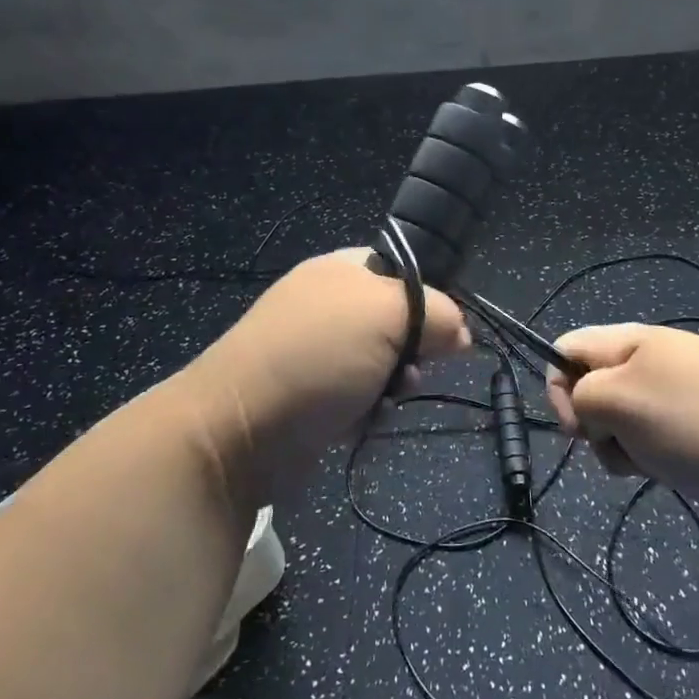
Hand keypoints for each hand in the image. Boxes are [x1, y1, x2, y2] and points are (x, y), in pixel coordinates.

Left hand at [181, 251, 467, 498]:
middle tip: (413, 367)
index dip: (430, 296)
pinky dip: (368, 407)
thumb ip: (435, 312)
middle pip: (397, 319)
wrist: (236, 430)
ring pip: (382, 360)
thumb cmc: (317, 356)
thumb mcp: (387, 314)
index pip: (403, 268)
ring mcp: (315, 350)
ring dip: (394, 381)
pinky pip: (359, 393)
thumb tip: (463, 333)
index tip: (447, 329)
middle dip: (414, 347)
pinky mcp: (308, 395)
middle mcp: (328, 303)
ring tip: (389, 397)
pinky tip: (365, 419)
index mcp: (342, 268)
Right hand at [546, 323, 698, 509]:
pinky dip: (661, 459)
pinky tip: (684, 470)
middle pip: (592, 390)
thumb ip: (581, 398)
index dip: (557, 388)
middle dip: (598, 428)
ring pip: (624, 421)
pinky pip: (658, 438)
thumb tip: (586, 410)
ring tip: (660, 462)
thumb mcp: (621, 401)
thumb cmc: (698, 418)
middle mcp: (646, 359)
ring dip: (630, 449)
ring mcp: (676, 390)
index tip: (580, 428)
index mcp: (625, 341)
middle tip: (625, 446)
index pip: (564, 350)